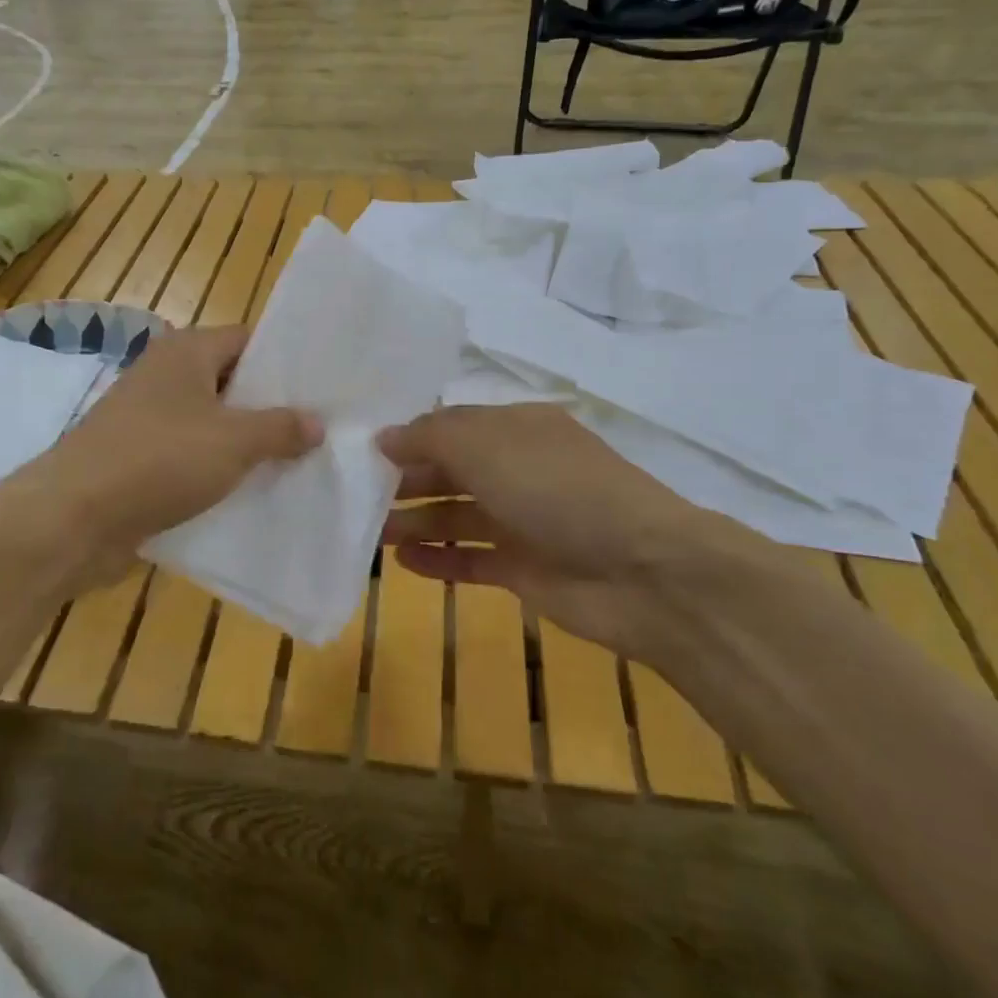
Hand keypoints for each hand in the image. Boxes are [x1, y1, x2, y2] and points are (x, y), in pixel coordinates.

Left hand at [0, 326, 320, 588]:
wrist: (73, 517)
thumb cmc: (159, 460)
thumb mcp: (233, 441)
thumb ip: (280, 428)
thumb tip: (317, 423)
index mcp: (187, 351)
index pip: (250, 340)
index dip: (287, 363)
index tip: (325, 389)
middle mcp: (166, 375)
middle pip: (233, 383)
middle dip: (272, 409)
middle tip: (321, 431)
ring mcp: (149, 418)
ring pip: (213, 424)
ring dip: (247, 444)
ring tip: (297, 464)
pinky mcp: (140, 458)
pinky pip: (191, 456)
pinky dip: (218, 470)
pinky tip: (252, 493)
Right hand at [377, 405, 785, 657]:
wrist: (642, 572)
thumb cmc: (556, 490)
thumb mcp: (486, 446)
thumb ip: (429, 437)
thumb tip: (384, 436)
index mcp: (516, 428)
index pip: (451, 426)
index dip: (408, 437)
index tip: (361, 451)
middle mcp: (519, 469)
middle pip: (450, 471)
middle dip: (405, 481)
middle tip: (355, 496)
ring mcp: (523, 521)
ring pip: (456, 515)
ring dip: (415, 522)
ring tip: (370, 534)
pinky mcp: (525, 569)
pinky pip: (472, 559)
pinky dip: (440, 560)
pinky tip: (404, 564)